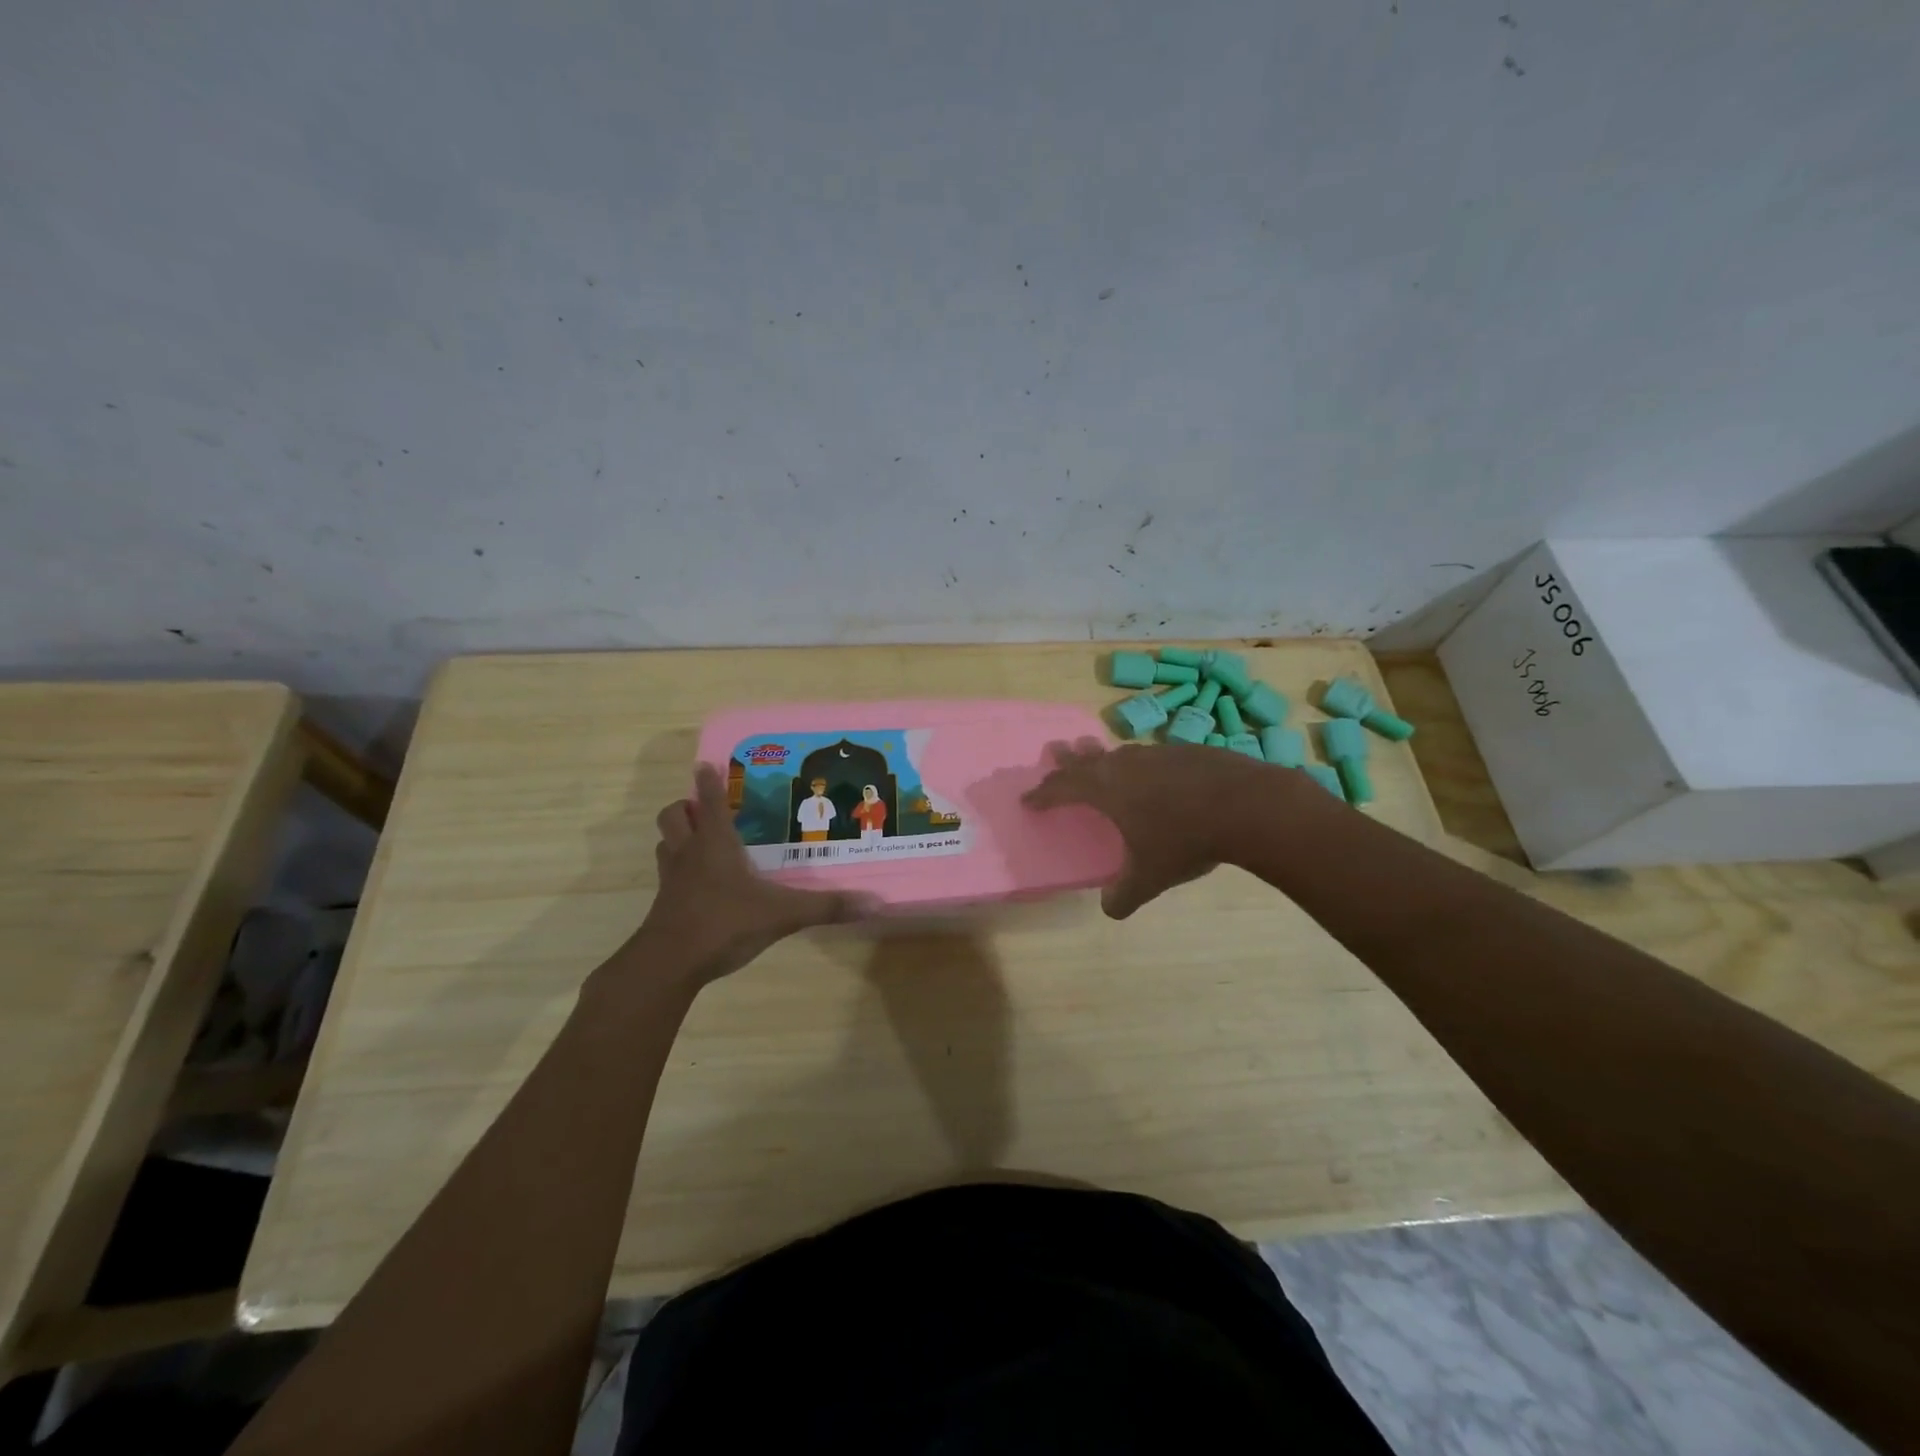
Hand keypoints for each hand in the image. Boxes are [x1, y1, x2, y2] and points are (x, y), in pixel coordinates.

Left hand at [636, 763, 867, 984]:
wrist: (669, 964)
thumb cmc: (724, 923)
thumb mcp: (782, 914)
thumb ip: (826, 907)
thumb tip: (873, 903)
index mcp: (715, 844)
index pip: (711, 801)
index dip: (710, 781)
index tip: (706, 765)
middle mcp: (689, 853)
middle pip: (674, 815)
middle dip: (686, 806)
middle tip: (706, 809)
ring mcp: (671, 880)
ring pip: (664, 843)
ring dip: (677, 836)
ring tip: (700, 841)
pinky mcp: (664, 905)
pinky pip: (667, 875)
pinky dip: (678, 870)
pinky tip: (699, 885)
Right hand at [1022, 738, 1256, 918]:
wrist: (1247, 804)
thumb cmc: (1186, 839)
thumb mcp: (1150, 877)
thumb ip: (1124, 895)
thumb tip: (1110, 909)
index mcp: (1106, 789)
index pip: (1062, 787)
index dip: (1042, 794)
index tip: (1028, 799)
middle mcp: (1124, 765)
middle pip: (1086, 759)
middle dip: (1067, 761)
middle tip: (1054, 752)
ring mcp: (1156, 754)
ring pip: (1119, 753)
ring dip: (1103, 757)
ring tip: (1098, 758)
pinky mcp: (1185, 752)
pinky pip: (1149, 756)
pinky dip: (1139, 764)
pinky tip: (1152, 774)